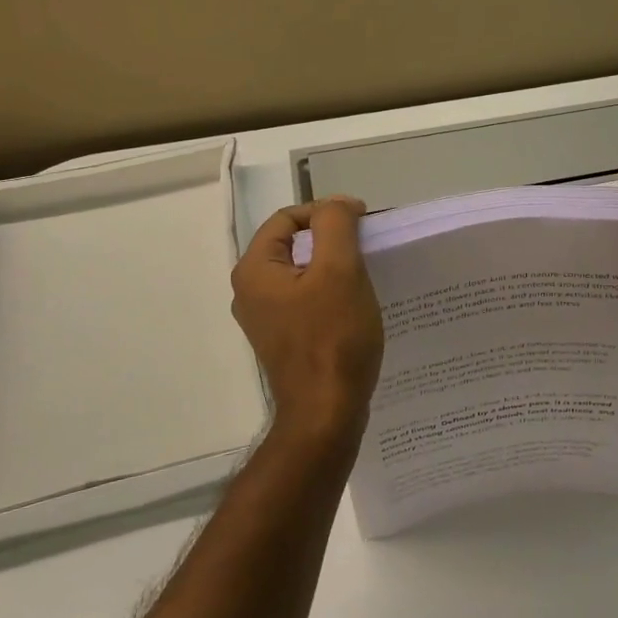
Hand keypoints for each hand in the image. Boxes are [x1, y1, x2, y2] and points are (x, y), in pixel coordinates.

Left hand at [231, 197, 385, 437]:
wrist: (326, 413)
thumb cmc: (333, 338)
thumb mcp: (339, 270)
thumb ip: (335, 225)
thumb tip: (337, 204)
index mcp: (255, 270)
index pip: (288, 218)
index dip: (327, 211)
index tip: (364, 222)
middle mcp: (250, 292)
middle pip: (293, 244)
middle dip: (331, 239)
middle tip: (367, 249)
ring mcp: (265, 319)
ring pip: (302, 273)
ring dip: (333, 267)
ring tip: (365, 276)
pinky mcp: (283, 340)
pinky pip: (305, 301)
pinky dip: (329, 294)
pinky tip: (354, 306)